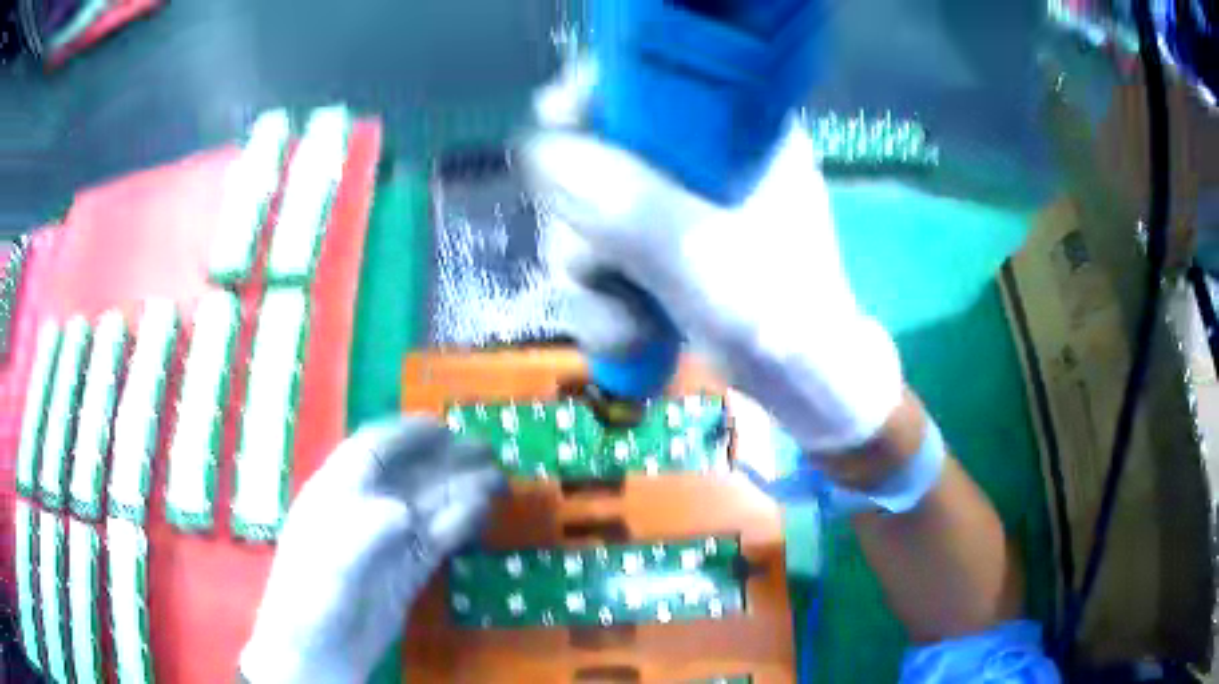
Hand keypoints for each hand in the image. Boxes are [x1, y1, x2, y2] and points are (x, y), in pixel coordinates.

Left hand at [239, 418, 504, 683]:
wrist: (319, 651)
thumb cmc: (312, 597)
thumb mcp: (331, 562)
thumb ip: (366, 532)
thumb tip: (404, 513)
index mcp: (336, 493)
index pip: (372, 450)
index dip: (406, 435)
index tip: (442, 426)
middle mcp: (365, 509)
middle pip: (408, 474)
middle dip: (445, 459)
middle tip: (486, 450)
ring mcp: (389, 541)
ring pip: (429, 506)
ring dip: (461, 490)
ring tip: (497, 479)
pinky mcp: (409, 570)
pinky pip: (438, 538)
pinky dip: (460, 523)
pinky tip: (481, 511)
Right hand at [524, 67, 904, 454]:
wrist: (800, 384)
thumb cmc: (776, 315)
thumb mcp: (702, 256)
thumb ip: (625, 202)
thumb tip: (537, 149)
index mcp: (731, 131)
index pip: (645, 82)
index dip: (592, 96)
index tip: (555, 123)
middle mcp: (697, 159)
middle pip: (596, 154)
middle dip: (580, 222)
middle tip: (597, 268)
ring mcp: (674, 206)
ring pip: (587, 214)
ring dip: (588, 277)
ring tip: (626, 324)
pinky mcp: (659, 250)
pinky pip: (599, 257)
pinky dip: (602, 302)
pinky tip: (628, 336)